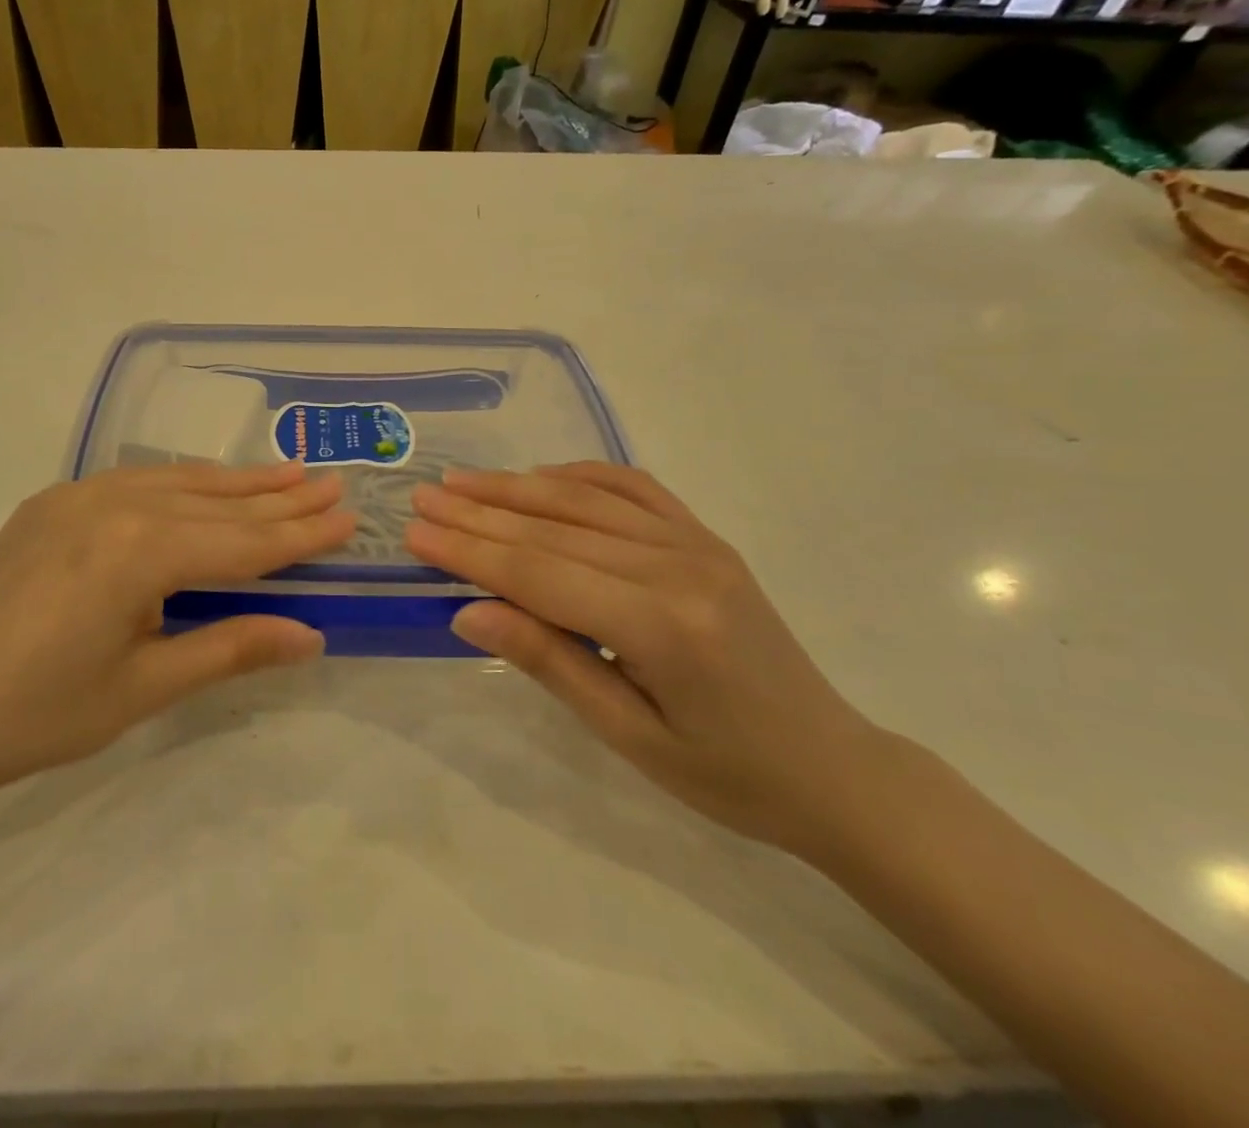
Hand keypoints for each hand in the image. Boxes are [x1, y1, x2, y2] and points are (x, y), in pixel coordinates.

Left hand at [0, 463, 355, 815]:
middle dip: (280, 499)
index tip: (349, 518)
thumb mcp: (143, 688)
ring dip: (236, 482)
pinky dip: (182, 484)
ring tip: (287, 472)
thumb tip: (310, 635)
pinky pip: (135, 483)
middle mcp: (113, 505)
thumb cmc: (37, 714)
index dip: (300, 535)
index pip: (242, 542)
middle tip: (333, 483)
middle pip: (216, 504)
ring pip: (177, 482)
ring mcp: (77, 498)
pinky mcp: (52, 505)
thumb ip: (230, 648)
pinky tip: (204, 485)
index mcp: (139, 552)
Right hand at [405, 463, 887, 852]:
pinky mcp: (706, 538)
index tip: (415, 533)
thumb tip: (469, 612)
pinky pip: (634, 489)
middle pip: (554, 530)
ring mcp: (697, 543)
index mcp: (660, 625)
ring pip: (586, 501)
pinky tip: (541, 475)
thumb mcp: (628, 736)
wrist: (832, 767)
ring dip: (516, 488)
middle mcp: (678, 566)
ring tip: (461, 482)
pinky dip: (580, 475)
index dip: (470, 552)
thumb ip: (549, 662)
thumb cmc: (727, 773)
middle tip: (422, 498)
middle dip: (478, 514)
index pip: (539, 574)